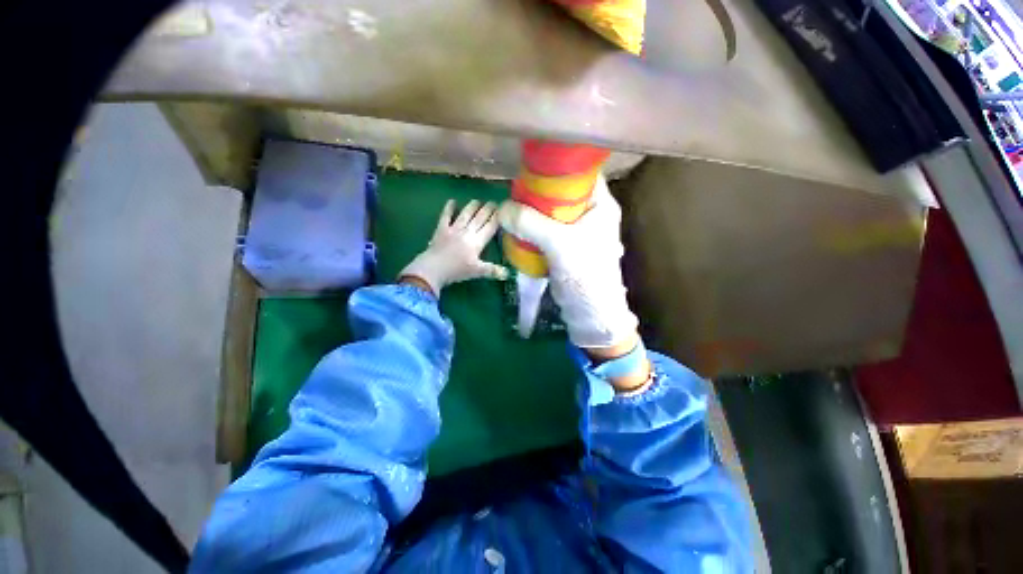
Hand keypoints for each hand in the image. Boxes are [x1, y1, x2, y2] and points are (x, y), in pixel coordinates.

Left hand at [400, 199, 507, 295]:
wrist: (434, 268)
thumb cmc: (457, 270)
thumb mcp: (477, 272)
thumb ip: (493, 270)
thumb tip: (508, 274)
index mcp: (477, 242)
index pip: (490, 227)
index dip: (496, 218)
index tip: (502, 210)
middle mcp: (467, 232)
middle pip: (479, 218)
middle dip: (487, 209)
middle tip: (493, 202)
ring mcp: (453, 229)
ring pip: (465, 215)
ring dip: (472, 207)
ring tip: (478, 201)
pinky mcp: (441, 229)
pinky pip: (446, 216)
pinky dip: (449, 208)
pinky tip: (452, 201)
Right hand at [498, 174, 638, 350]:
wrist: (588, 311)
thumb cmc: (584, 273)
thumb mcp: (558, 244)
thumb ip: (530, 223)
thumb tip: (502, 209)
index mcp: (600, 206)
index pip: (580, 175)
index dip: (558, 169)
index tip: (532, 171)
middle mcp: (590, 215)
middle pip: (562, 193)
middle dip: (539, 193)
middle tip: (517, 193)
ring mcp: (578, 231)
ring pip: (552, 212)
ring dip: (534, 212)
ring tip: (514, 210)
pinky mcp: (566, 246)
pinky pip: (547, 230)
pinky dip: (533, 228)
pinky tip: (519, 228)